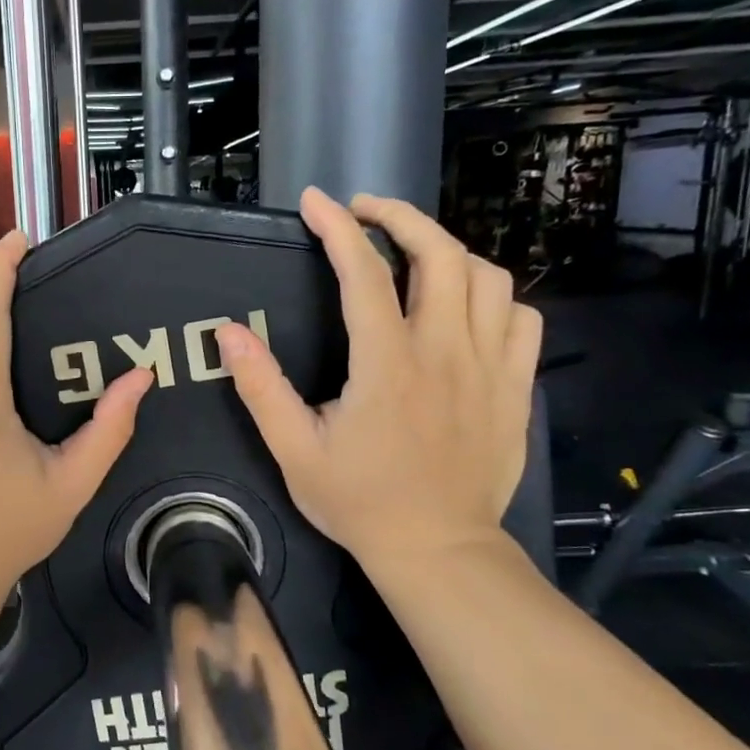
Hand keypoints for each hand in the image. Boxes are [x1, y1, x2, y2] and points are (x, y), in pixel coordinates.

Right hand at [214, 188, 541, 576]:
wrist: (437, 549)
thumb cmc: (359, 502)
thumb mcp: (293, 450)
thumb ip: (261, 388)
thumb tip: (230, 332)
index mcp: (387, 365)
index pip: (365, 273)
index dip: (338, 228)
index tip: (316, 200)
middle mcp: (445, 352)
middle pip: (440, 254)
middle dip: (401, 217)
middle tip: (366, 212)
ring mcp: (489, 367)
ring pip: (487, 277)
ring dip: (447, 250)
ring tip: (412, 254)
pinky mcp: (514, 387)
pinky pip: (520, 317)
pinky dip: (492, 296)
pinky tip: (464, 307)